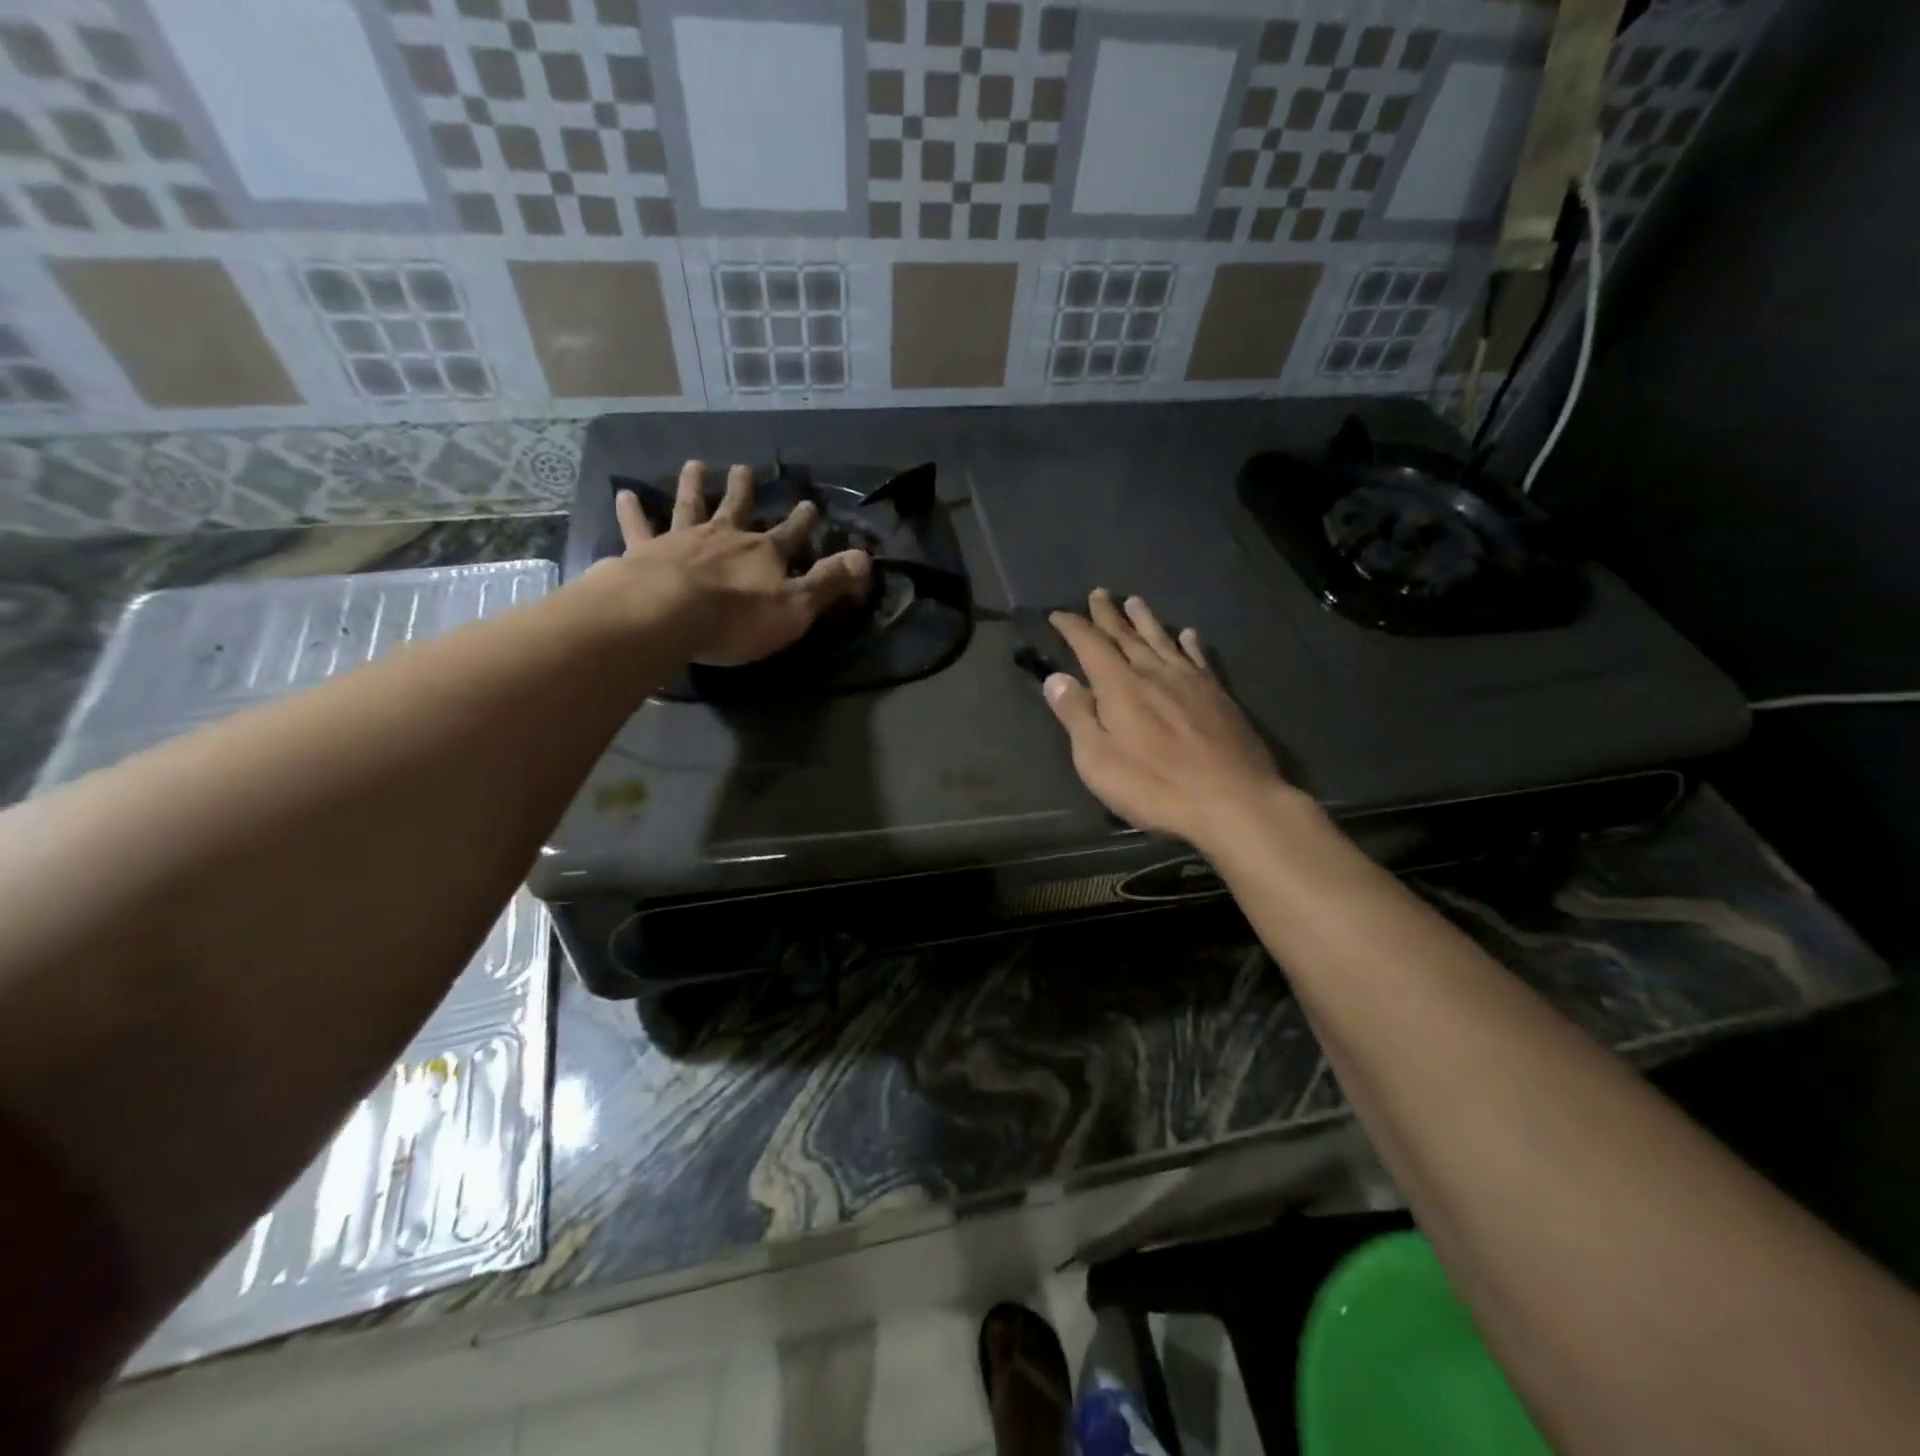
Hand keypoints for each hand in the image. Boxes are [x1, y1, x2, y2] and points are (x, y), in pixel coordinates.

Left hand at [597, 459, 870, 665]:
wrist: (668, 614)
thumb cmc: (737, 619)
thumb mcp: (796, 608)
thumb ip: (829, 582)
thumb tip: (867, 558)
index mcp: (764, 553)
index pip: (791, 533)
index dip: (803, 520)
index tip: (810, 504)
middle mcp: (725, 537)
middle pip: (737, 507)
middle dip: (745, 489)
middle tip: (745, 468)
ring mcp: (683, 540)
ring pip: (691, 505)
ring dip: (694, 485)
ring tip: (696, 465)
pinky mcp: (645, 551)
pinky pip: (638, 527)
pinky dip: (632, 512)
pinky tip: (624, 494)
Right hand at [1043, 589, 1296, 845]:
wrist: (1233, 801)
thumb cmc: (1155, 786)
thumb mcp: (1098, 760)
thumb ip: (1076, 716)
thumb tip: (1055, 678)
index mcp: (1121, 687)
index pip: (1091, 646)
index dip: (1073, 628)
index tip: (1058, 614)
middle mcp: (1155, 674)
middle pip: (1127, 637)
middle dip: (1109, 616)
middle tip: (1098, 594)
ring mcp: (1191, 683)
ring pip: (1163, 641)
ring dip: (1146, 621)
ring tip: (1135, 601)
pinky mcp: (1219, 697)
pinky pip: (1199, 659)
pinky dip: (1190, 644)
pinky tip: (1189, 635)